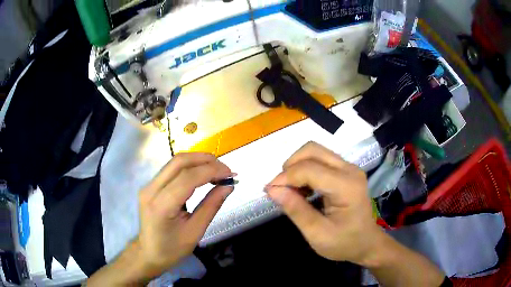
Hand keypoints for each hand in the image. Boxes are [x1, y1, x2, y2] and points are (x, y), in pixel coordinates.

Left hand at [136, 153, 233, 277]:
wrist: (148, 253)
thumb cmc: (172, 249)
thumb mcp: (195, 232)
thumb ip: (211, 206)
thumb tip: (228, 186)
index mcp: (161, 206)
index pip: (187, 178)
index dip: (211, 171)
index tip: (230, 174)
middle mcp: (151, 190)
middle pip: (179, 162)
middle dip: (205, 160)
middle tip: (225, 169)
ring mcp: (148, 186)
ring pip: (175, 162)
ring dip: (198, 161)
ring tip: (217, 170)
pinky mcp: (150, 185)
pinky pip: (171, 169)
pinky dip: (190, 167)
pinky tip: (202, 174)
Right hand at [265, 142, 382, 264]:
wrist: (367, 243)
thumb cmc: (344, 243)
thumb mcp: (317, 233)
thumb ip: (295, 210)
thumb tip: (271, 189)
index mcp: (346, 186)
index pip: (309, 169)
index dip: (285, 177)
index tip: (269, 191)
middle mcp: (349, 169)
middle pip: (312, 150)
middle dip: (290, 166)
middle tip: (281, 189)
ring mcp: (349, 168)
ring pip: (315, 151)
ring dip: (297, 166)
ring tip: (291, 190)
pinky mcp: (346, 171)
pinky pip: (320, 159)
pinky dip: (305, 169)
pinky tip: (303, 189)